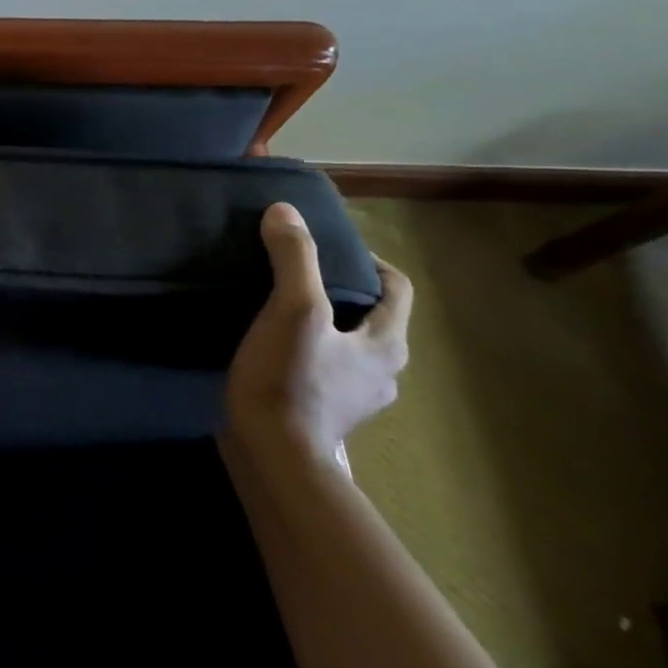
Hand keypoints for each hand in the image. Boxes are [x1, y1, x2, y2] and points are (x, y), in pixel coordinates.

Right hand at [224, 201, 410, 461]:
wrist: (273, 456)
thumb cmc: (291, 380)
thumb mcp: (292, 310)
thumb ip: (293, 259)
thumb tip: (285, 211)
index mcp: (386, 344)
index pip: (396, 289)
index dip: (371, 262)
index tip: (333, 247)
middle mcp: (381, 372)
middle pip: (371, 317)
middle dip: (341, 291)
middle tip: (298, 273)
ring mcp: (353, 397)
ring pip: (346, 345)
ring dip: (323, 323)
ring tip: (279, 307)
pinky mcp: (323, 413)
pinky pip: (323, 368)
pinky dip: (305, 350)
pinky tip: (271, 346)